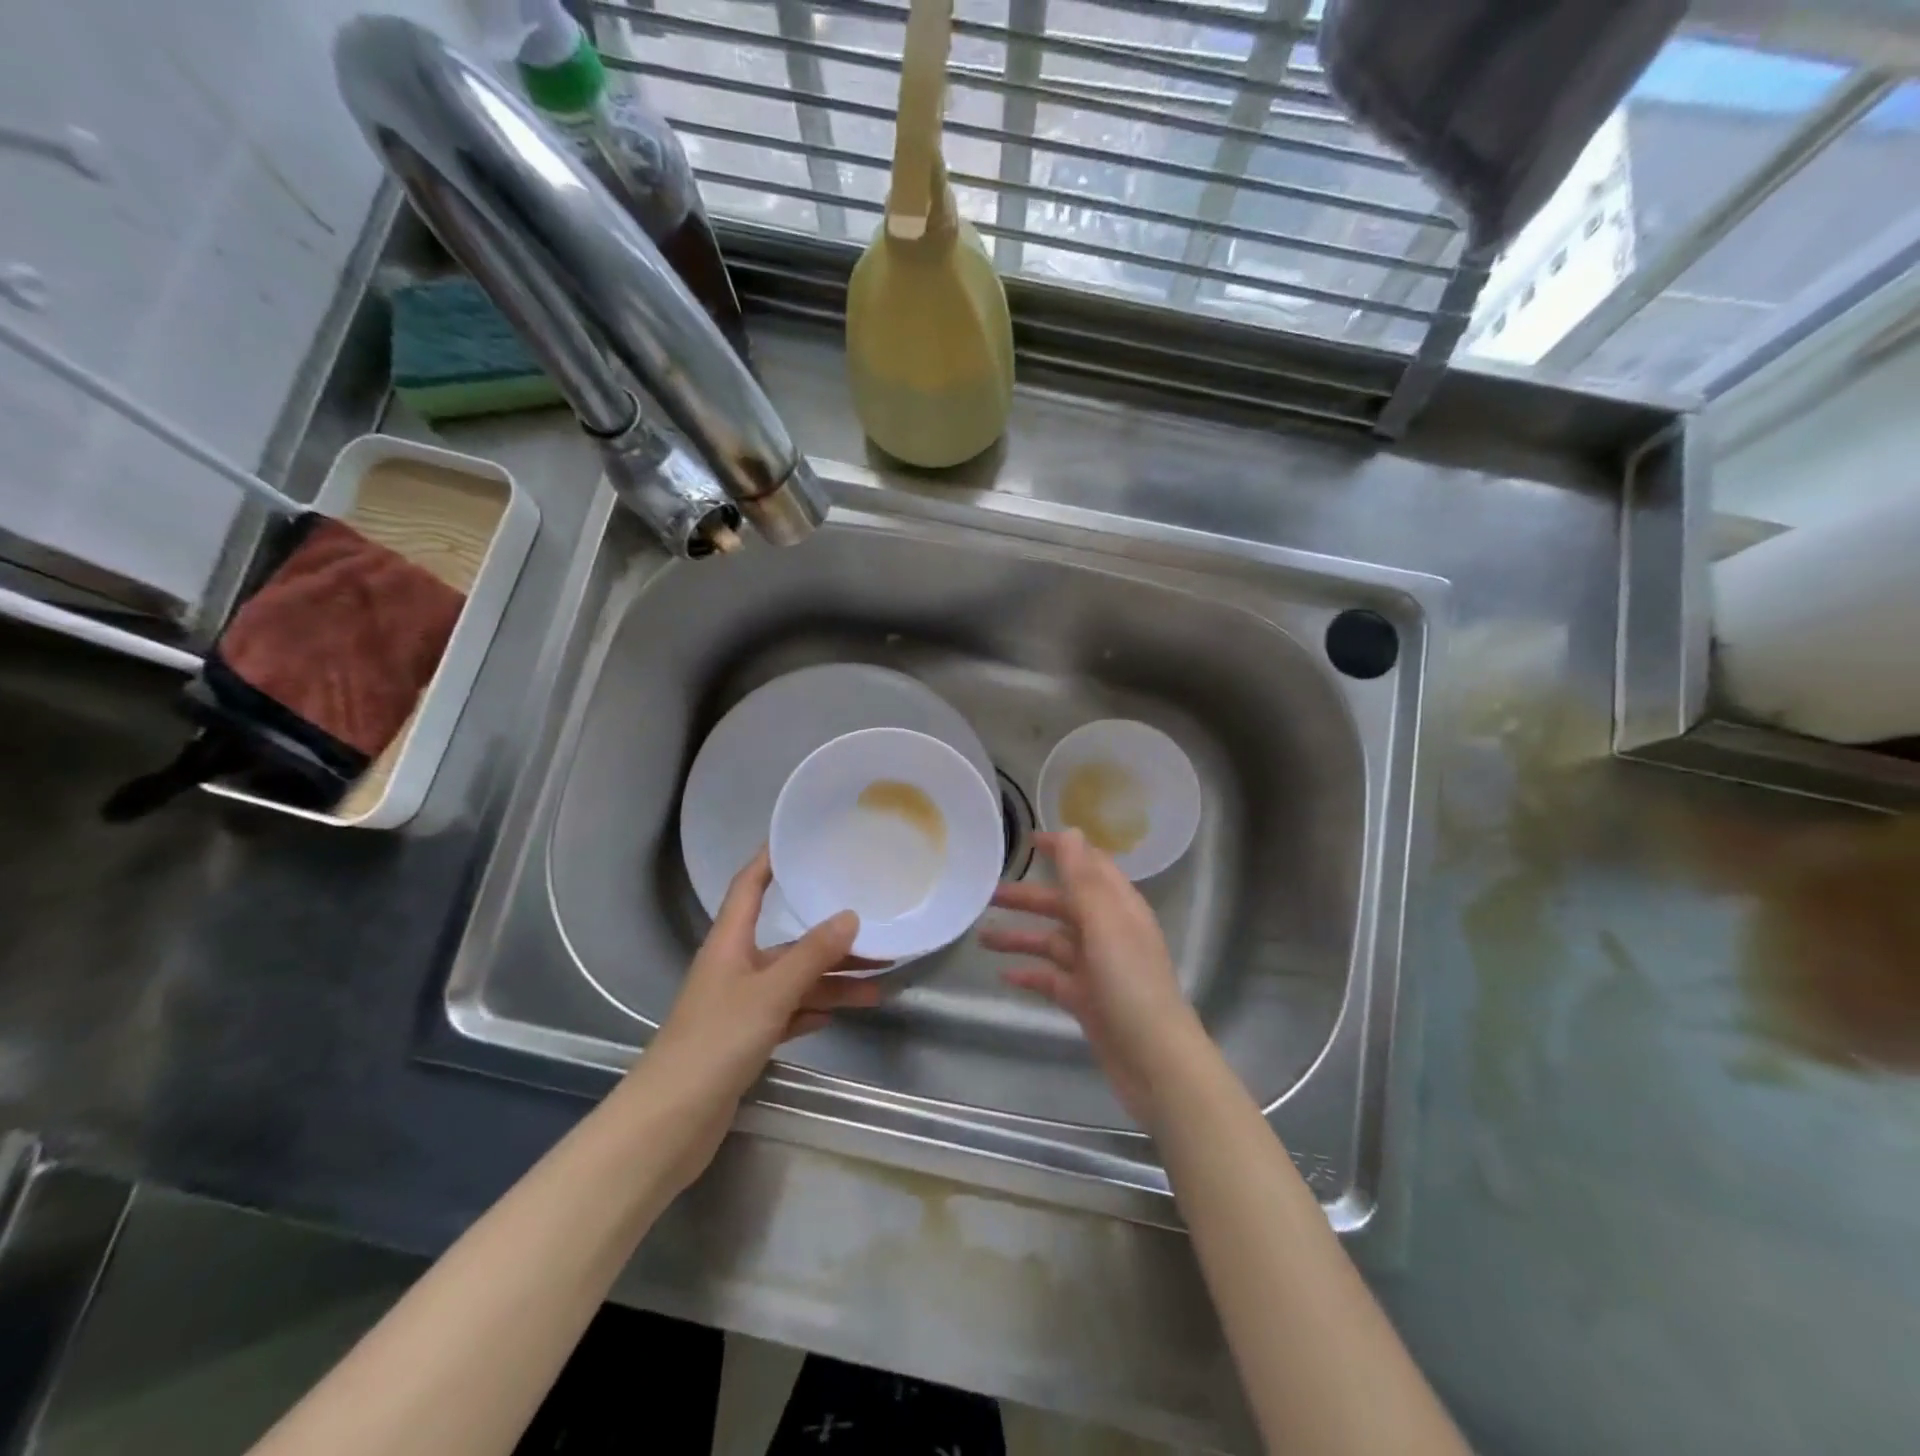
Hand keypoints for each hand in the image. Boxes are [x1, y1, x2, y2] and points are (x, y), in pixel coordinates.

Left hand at [630, 848, 881, 1186]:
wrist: (670, 1122)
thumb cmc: (715, 1042)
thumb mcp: (770, 993)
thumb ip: (811, 955)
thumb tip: (850, 916)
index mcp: (729, 943)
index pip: (749, 887)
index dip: (769, 860)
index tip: (799, 839)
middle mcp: (734, 966)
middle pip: (787, 941)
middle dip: (829, 938)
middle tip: (876, 932)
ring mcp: (739, 1005)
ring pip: (794, 981)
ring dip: (831, 981)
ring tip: (878, 984)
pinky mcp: (744, 1039)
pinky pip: (788, 1013)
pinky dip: (813, 1010)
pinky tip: (839, 1013)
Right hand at [980, 830, 1205, 1121]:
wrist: (1155, 1061)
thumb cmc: (1131, 984)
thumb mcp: (1105, 924)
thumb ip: (1084, 879)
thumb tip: (1071, 831)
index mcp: (1119, 908)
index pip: (1089, 867)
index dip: (1062, 852)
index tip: (1028, 841)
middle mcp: (1108, 932)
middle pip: (1064, 905)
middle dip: (1028, 898)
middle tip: (988, 894)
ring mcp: (1097, 968)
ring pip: (1052, 943)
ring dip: (1020, 937)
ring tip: (981, 938)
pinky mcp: (1086, 1000)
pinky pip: (1052, 979)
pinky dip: (1029, 974)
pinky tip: (1003, 976)